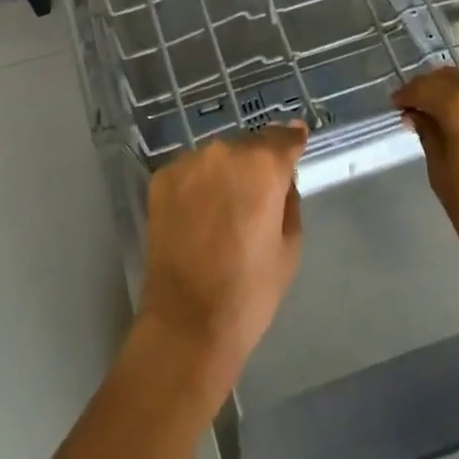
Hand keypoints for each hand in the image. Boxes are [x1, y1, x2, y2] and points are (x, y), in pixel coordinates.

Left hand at [136, 123, 307, 394]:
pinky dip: (198, 185)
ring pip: (217, 158)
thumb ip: (289, 199)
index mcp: (263, 166)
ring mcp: (188, 162)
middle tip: (256, 197)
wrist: (188, 321)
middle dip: (256, 163)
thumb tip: (283, 176)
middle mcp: (224, 152)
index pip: (283, 137)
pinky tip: (198, 217)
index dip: (292, 140)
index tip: (297, 139)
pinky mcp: (162, 178)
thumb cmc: (250, 290)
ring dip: (225, 173)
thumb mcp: (290, 246)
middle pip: (249, 146)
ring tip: (223, 211)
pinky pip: (191, 172)